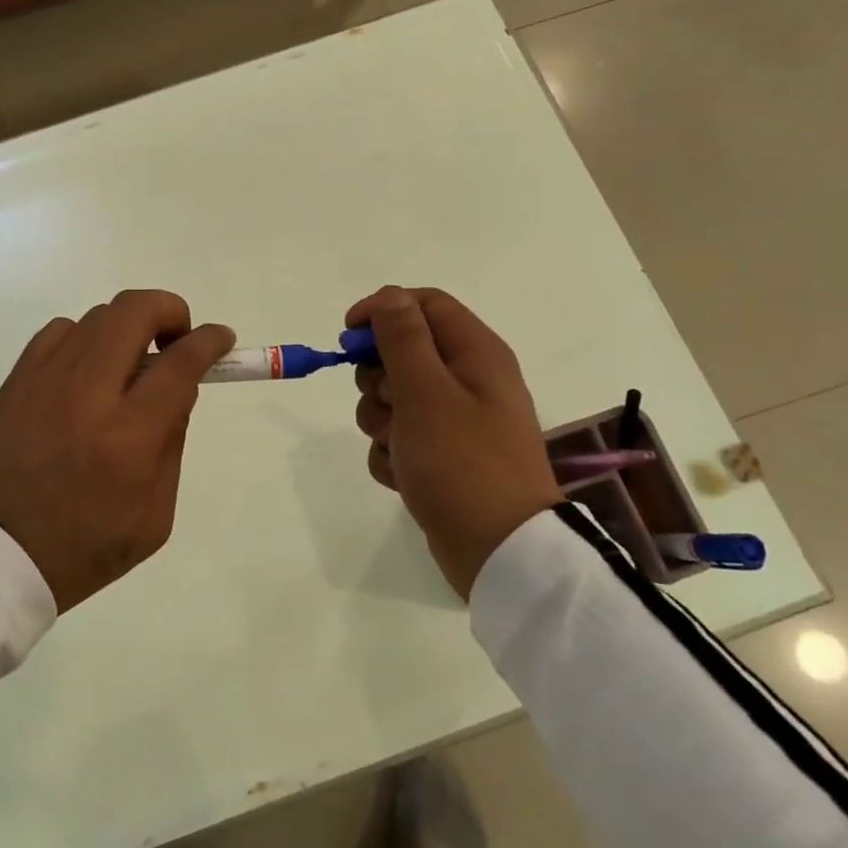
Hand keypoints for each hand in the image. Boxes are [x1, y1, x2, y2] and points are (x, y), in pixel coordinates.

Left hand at [0, 290, 235, 611]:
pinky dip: (86, 338)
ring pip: (99, 316)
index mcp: (129, 436)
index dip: (209, 340)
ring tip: (129, 366)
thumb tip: (180, 386)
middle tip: (176, 340)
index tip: (221, 338)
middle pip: (136, 311)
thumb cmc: (83, 547)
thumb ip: (173, 442)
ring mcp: (46, 379)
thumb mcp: (153, 516)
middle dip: (170, 311)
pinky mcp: (16, 380)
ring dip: (128, 329)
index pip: (180, 361)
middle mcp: (88, 393)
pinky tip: (87, 371)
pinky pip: (60, 330)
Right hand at [347, 286, 562, 599]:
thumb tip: (388, 296)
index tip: (347, 334)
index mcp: (475, 352)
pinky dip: (392, 453)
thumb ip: (402, 337)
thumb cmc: (462, 461)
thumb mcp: (425, 391)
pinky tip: (403, 475)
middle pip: (403, 351)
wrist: (500, 552)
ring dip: (381, 419)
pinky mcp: (443, 455)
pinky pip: (400, 437)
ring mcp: (456, 420)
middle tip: (387, 402)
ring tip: (398, 447)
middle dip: (378, 376)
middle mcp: (468, 379)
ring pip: (394, 397)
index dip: (382, 311)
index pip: (422, 304)